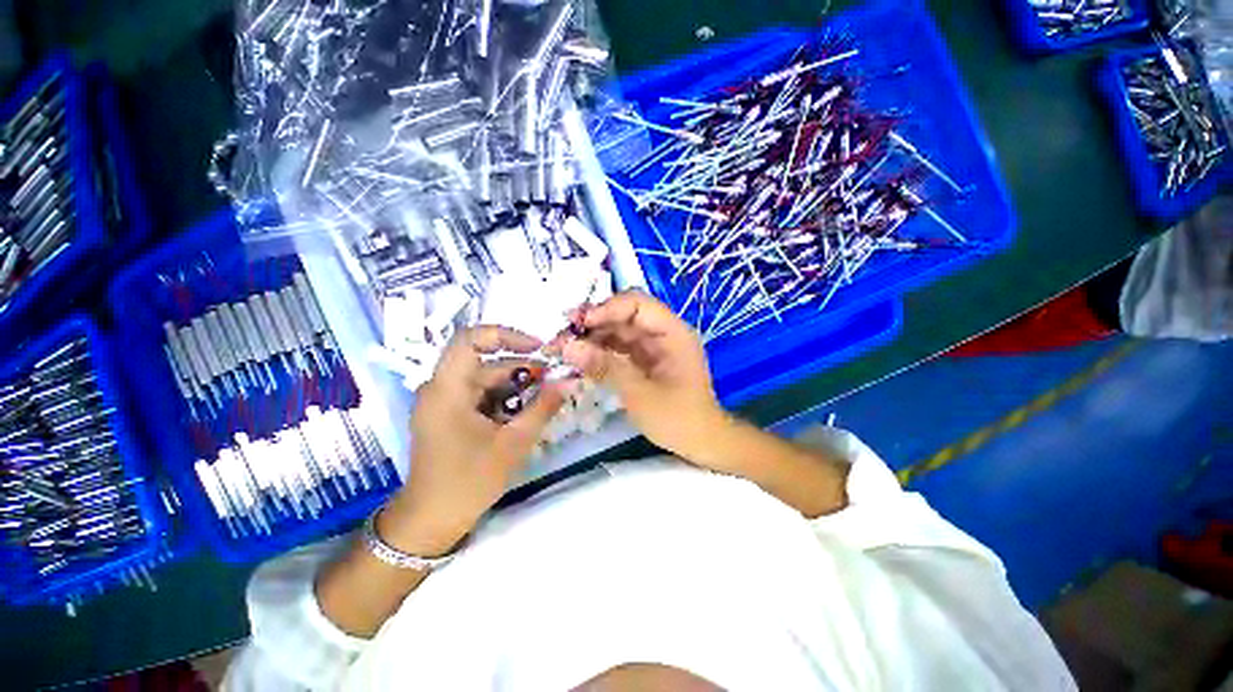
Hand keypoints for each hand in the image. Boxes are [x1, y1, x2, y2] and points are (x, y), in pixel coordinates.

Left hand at [383, 326, 565, 555]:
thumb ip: (543, 408)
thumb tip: (570, 382)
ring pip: (485, 377)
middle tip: (552, 377)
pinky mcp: (450, 413)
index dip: (506, 334)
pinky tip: (526, 410)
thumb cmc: (468, 481)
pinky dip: (505, 397)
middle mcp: (441, 388)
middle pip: (484, 360)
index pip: (470, 338)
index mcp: (447, 389)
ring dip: (516, 383)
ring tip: (545, 395)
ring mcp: (444, 401)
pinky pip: (481, 393)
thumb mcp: (513, 443)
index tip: (537, 347)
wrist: (431, 521)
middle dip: (521, 366)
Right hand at [561, 291, 731, 463]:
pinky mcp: (645, 360)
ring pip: (618, 331)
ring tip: (563, 348)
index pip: (637, 304)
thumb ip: (605, 367)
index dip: (607, 308)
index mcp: (672, 333)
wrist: (700, 443)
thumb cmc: (678, 419)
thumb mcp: (640, 394)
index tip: (578, 323)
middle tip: (561, 335)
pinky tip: (579, 359)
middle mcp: (662, 333)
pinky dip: (599, 352)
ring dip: (592, 337)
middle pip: (624, 315)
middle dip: (593, 322)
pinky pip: (619, 348)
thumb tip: (568, 347)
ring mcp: (653, 347)